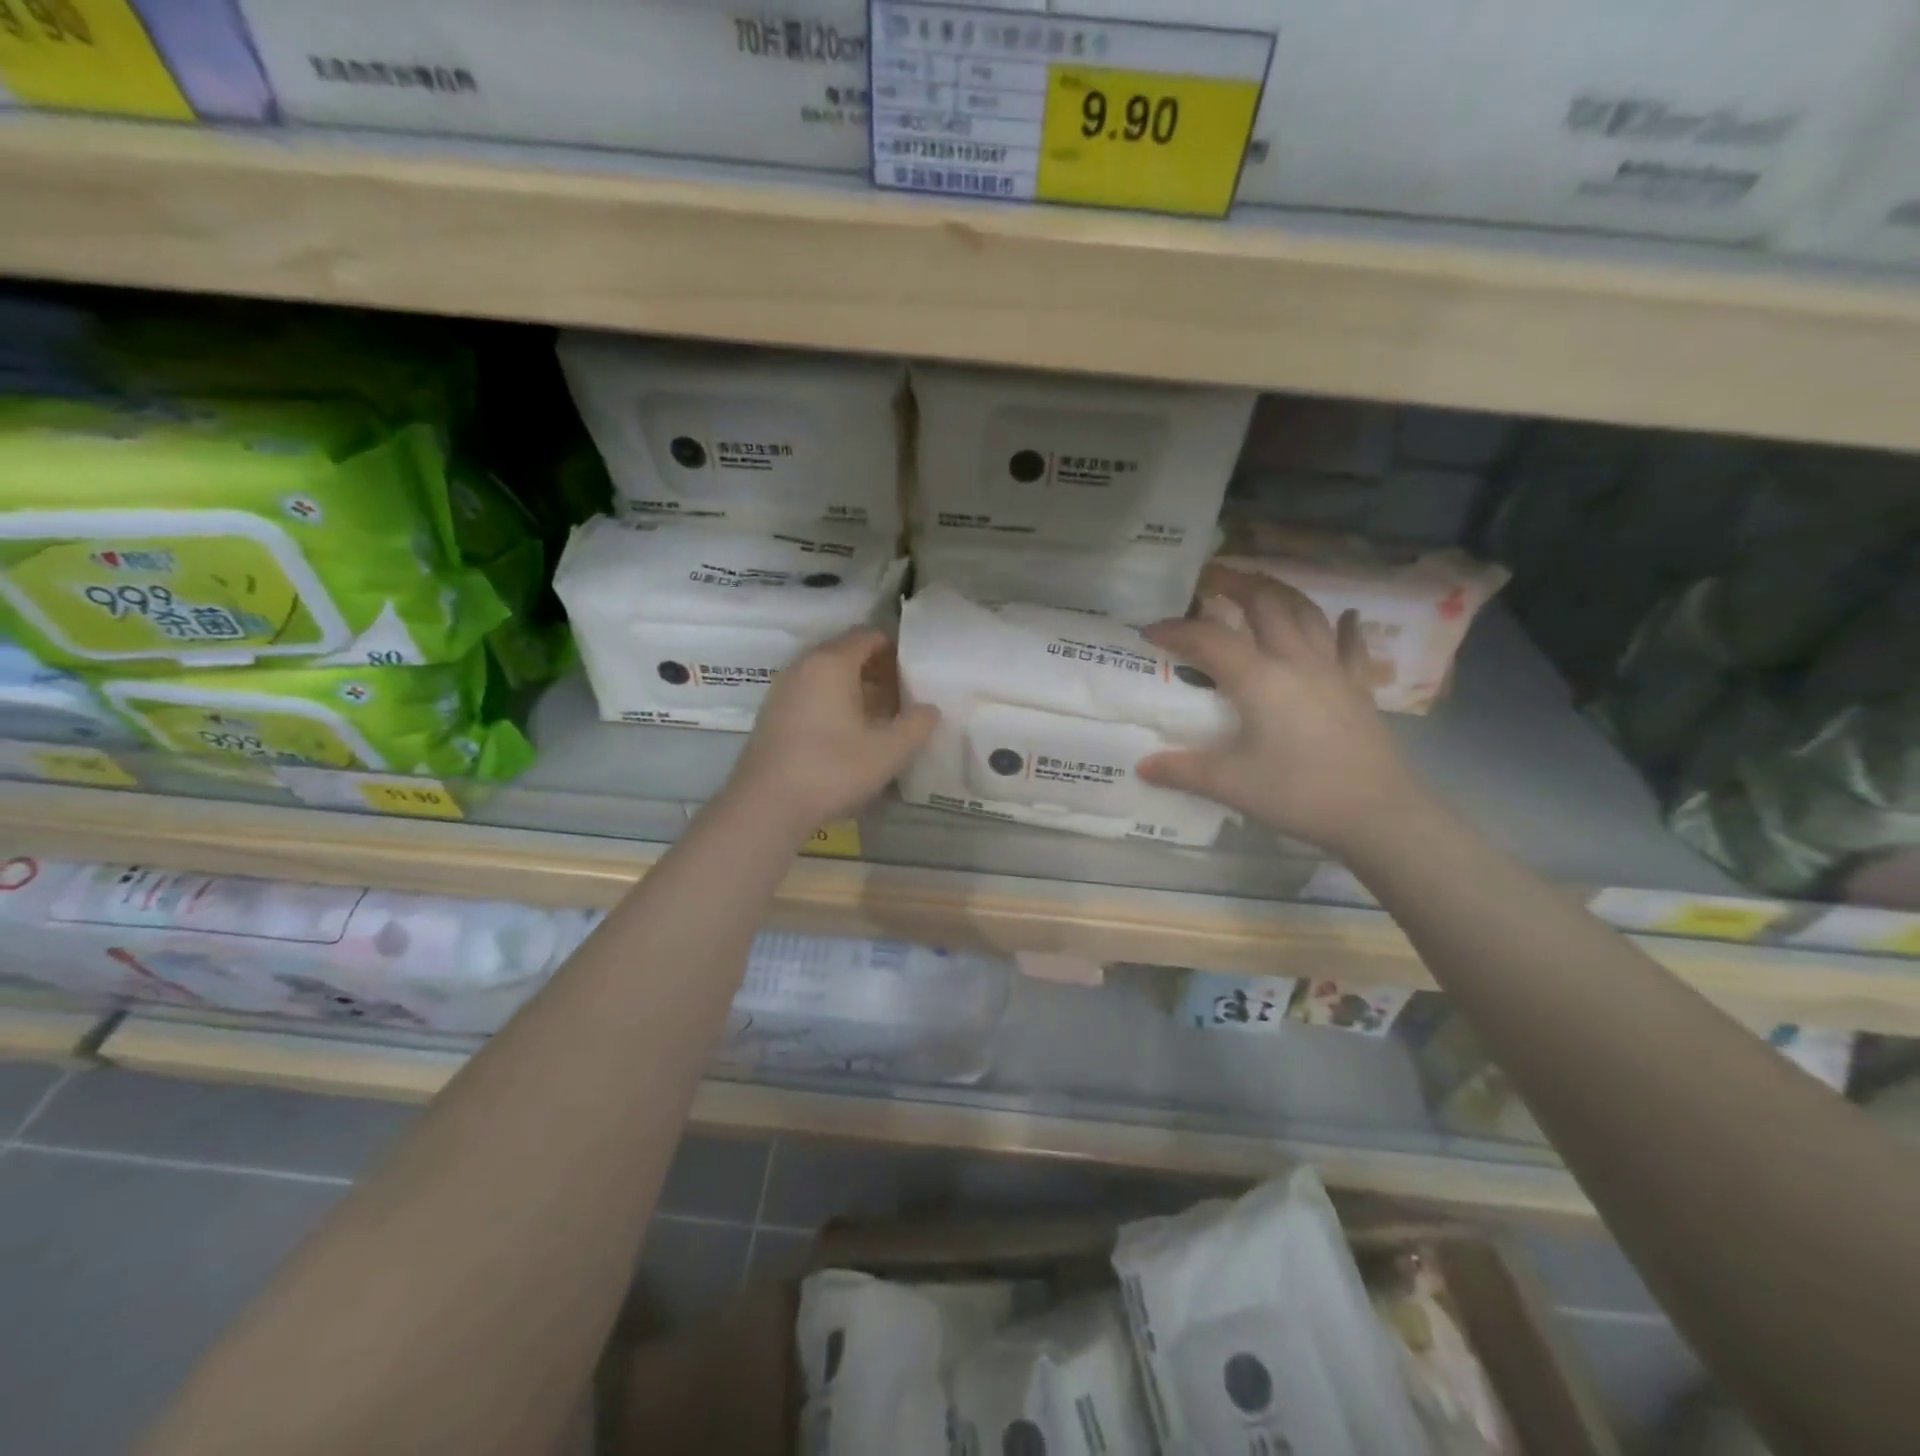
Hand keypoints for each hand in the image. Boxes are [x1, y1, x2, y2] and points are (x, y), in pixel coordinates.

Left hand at [723, 628, 938, 837]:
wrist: (767, 806)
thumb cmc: (832, 770)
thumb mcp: (888, 751)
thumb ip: (917, 725)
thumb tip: (929, 709)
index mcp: (831, 663)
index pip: (868, 635)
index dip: (896, 649)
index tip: (915, 673)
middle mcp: (804, 666)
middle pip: (846, 652)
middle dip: (877, 669)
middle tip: (903, 696)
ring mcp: (783, 689)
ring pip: (827, 674)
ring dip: (856, 687)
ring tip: (881, 716)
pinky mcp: (773, 713)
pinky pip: (811, 693)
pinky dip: (833, 701)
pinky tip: (849, 733)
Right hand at [1137, 569, 1422, 854]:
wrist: (1376, 813)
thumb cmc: (1298, 793)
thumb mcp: (1231, 784)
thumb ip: (1183, 771)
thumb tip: (1141, 766)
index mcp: (1259, 679)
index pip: (1209, 639)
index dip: (1176, 630)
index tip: (1149, 631)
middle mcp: (1295, 661)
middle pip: (1265, 604)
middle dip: (1235, 585)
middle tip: (1210, 580)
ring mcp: (1332, 670)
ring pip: (1306, 613)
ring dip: (1280, 593)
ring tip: (1259, 587)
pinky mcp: (1357, 688)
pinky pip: (1350, 645)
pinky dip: (1344, 626)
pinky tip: (1345, 615)